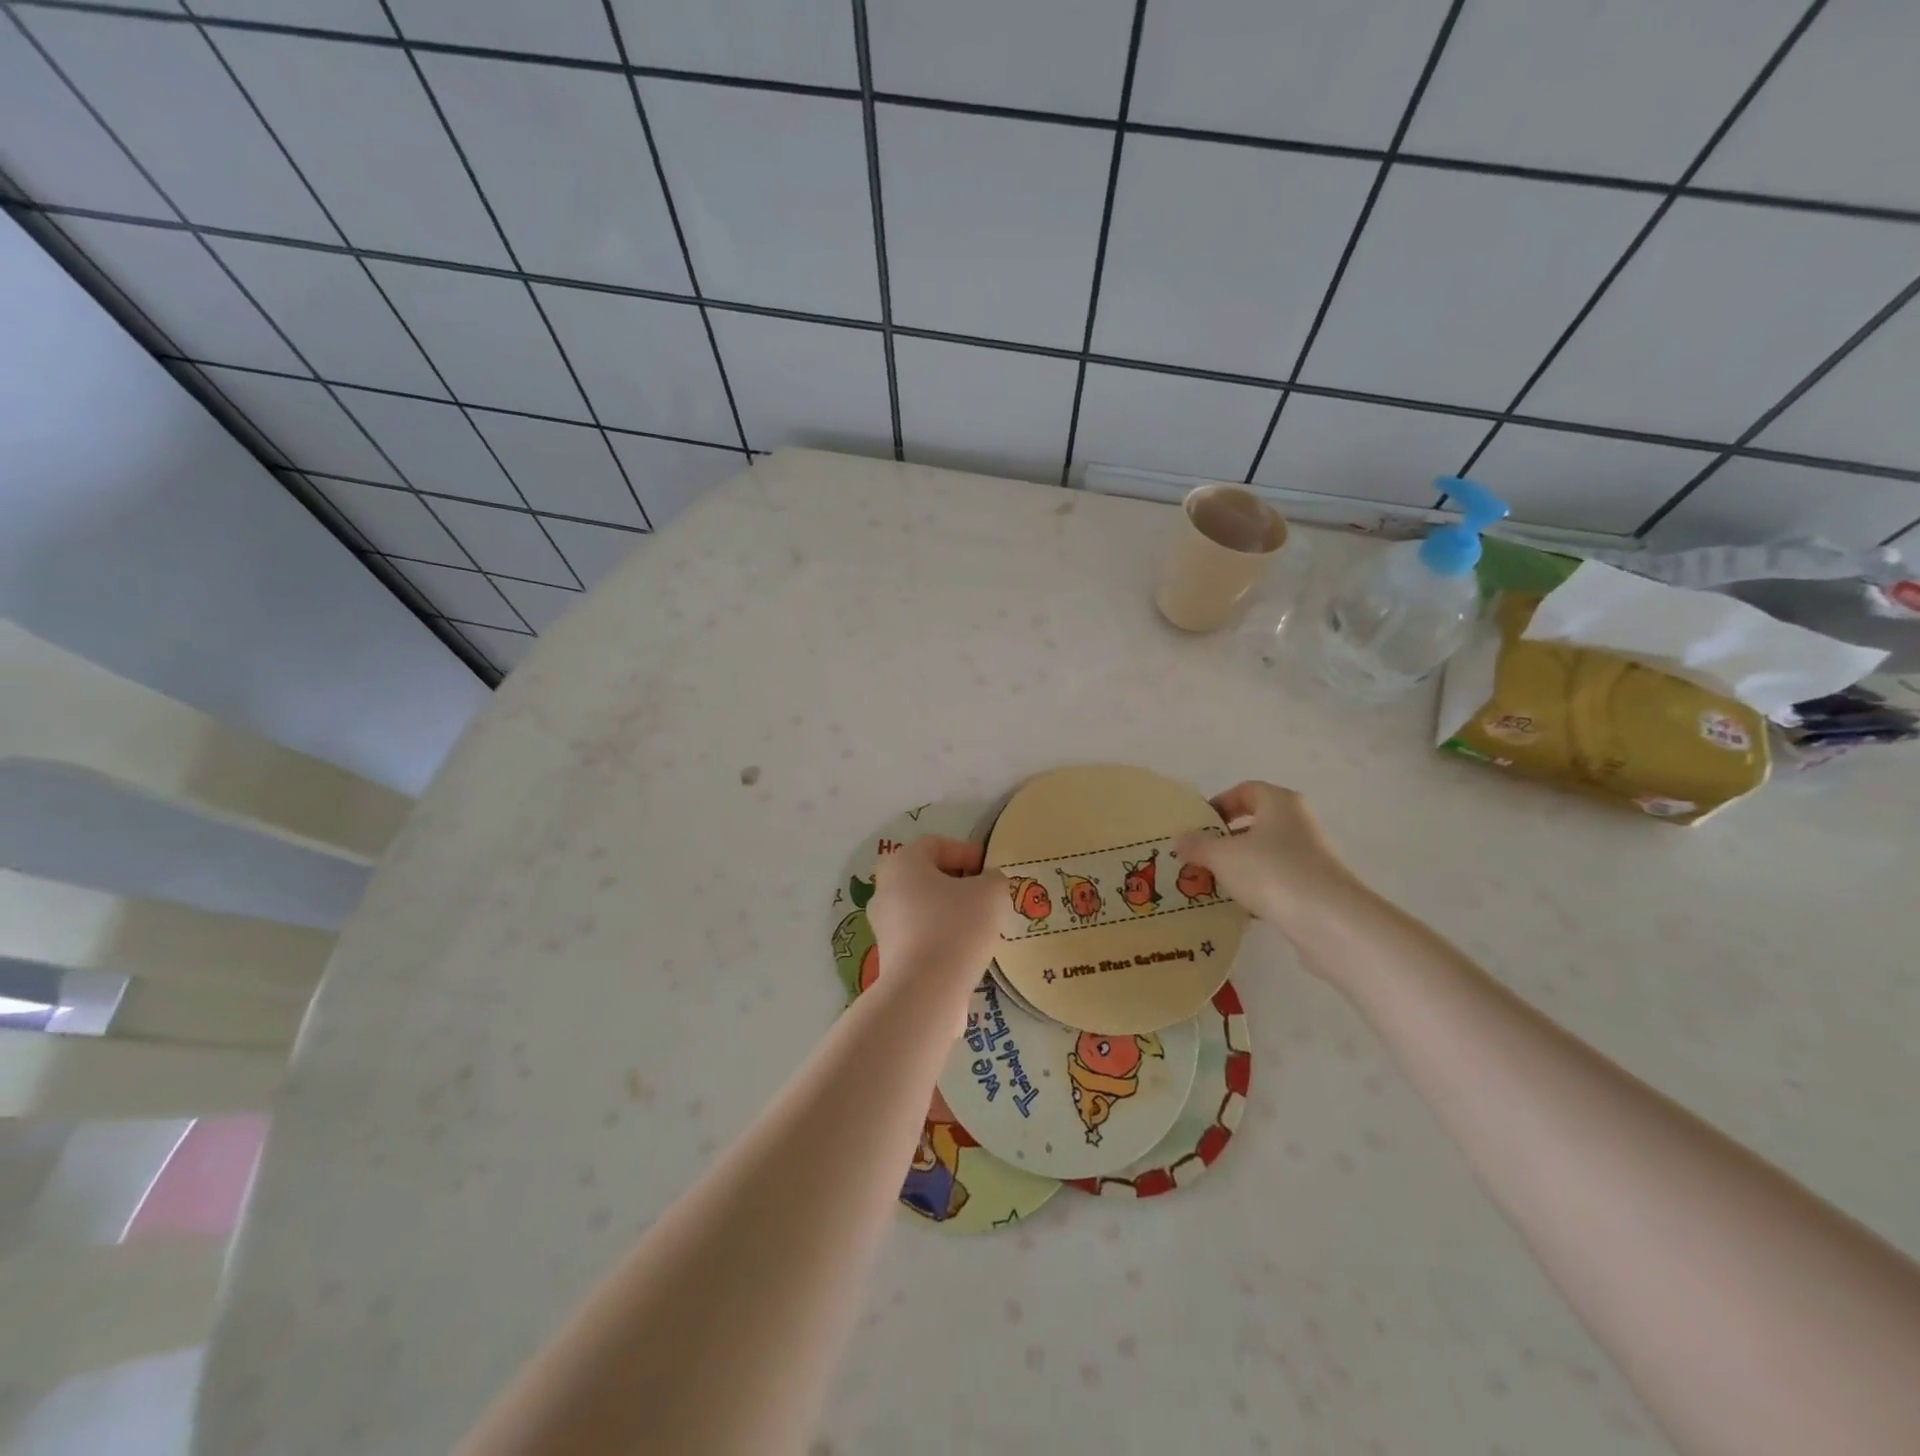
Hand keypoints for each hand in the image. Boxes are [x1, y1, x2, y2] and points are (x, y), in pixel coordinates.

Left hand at [866, 837, 1005, 993]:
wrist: (926, 991)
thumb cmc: (957, 926)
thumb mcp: (991, 892)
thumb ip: (994, 879)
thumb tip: (987, 884)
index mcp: (901, 863)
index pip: (936, 844)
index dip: (967, 852)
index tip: (991, 871)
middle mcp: (884, 890)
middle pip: (928, 877)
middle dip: (960, 884)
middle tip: (988, 898)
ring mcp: (883, 926)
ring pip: (925, 909)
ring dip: (952, 913)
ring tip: (982, 928)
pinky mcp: (890, 957)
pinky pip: (922, 937)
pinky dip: (943, 939)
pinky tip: (966, 952)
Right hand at [1174, 782, 1373, 953]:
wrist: (1330, 922)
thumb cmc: (1271, 872)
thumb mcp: (1222, 856)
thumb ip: (1198, 845)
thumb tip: (1181, 839)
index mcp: (1280, 803)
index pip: (1246, 790)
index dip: (1220, 803)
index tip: (1198, 825)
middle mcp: (1298, 824)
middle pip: (1256, 824)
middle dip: (1225, 840)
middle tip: (1198, 857)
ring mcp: (1310, 857)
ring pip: (1265, 856)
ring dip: (1239, 868)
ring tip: (1211, 885)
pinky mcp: (1314, 889)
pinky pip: (1277, 882)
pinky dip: (1256, 891)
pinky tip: (1237, 908)